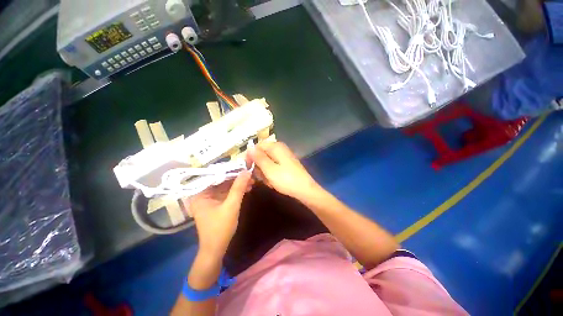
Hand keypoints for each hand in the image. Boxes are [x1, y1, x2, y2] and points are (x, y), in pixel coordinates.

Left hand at [184, 172, 252, 259]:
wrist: (216, 250)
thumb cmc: (220, 228)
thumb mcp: (231, 206)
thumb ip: (238, 187)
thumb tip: (246, 171)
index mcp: (200, 193)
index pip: (215, 175)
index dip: (230, 170)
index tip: (243, 166)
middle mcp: (203, 194)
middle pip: (221, 180)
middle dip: (236, 178)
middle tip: (250, 175)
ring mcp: (209, 199)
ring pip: (225, 186)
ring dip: (238, 184)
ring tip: (251, 181)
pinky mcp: (216, 203)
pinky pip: (227, 193)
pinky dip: (236, 191)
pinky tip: (247, 188)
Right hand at [248, 142, 320, 201]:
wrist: (305, 190)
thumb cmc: (286, 179)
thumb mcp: (269, 169)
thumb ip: (258, 157)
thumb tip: (249, 147)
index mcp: (276, 146)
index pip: (257, 146)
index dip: (251, 156)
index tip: (247, 168)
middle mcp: (280, 149)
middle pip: (262, 155)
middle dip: (259, 167)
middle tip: (261, 178)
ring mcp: (284, 157)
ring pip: (267, 162)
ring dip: (265, 173)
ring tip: (269, 182)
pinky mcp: (286, 165)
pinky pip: (273, 167)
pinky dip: (271, 175)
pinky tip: (274, 182)